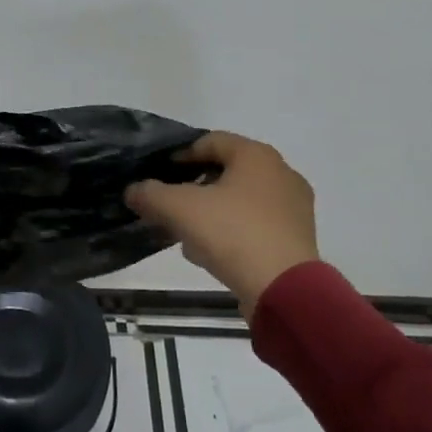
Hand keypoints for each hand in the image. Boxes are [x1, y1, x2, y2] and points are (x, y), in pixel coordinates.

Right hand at [126, 132, 317, 313]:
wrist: (284, 290)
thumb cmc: (232, 233)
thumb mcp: (179, 209)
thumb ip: (150, 194)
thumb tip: (133, 190)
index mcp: (256, 155)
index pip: (210, 141)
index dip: (180, 155)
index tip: (160, 174)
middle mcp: (281, 173)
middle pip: (227, 170)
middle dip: (195, 186)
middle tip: (171, 204)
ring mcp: (294, 207)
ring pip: (241, 199)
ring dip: (212, 210)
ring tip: (188, 233)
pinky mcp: (298, 237)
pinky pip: (256, 223)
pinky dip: (233, 230)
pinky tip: (214, 251)